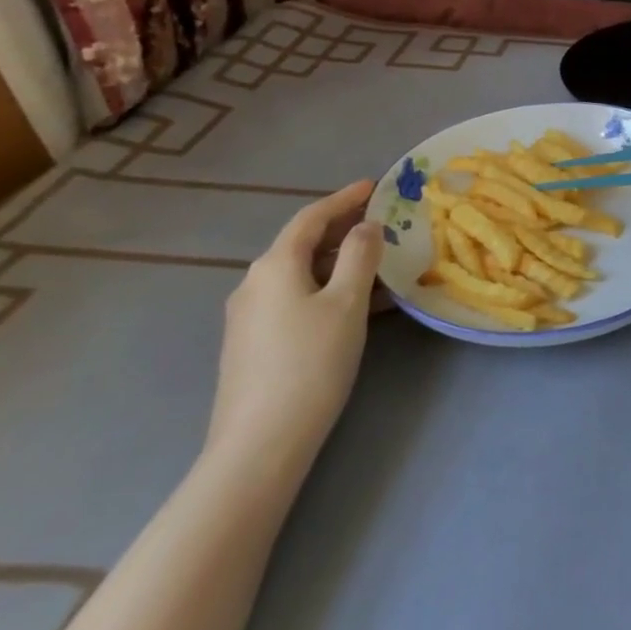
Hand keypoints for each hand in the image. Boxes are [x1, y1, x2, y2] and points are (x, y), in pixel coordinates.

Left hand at [204, 181, 382, 479]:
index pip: (311, 217)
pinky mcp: (252, 344)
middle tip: (382, 223)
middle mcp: (254, 283)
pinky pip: (295, 299)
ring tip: (379, 265)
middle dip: (343, 230)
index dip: (344, 199)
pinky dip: (327, 289)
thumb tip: (365, 227)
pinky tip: (355, 306)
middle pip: (302, 244)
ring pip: (301, 274)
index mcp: (275, 265)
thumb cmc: (311, 362)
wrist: (259, 444)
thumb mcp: (347, 302)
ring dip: (339, 263)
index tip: (374, 186)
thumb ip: (360, 255)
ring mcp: (248, 316)